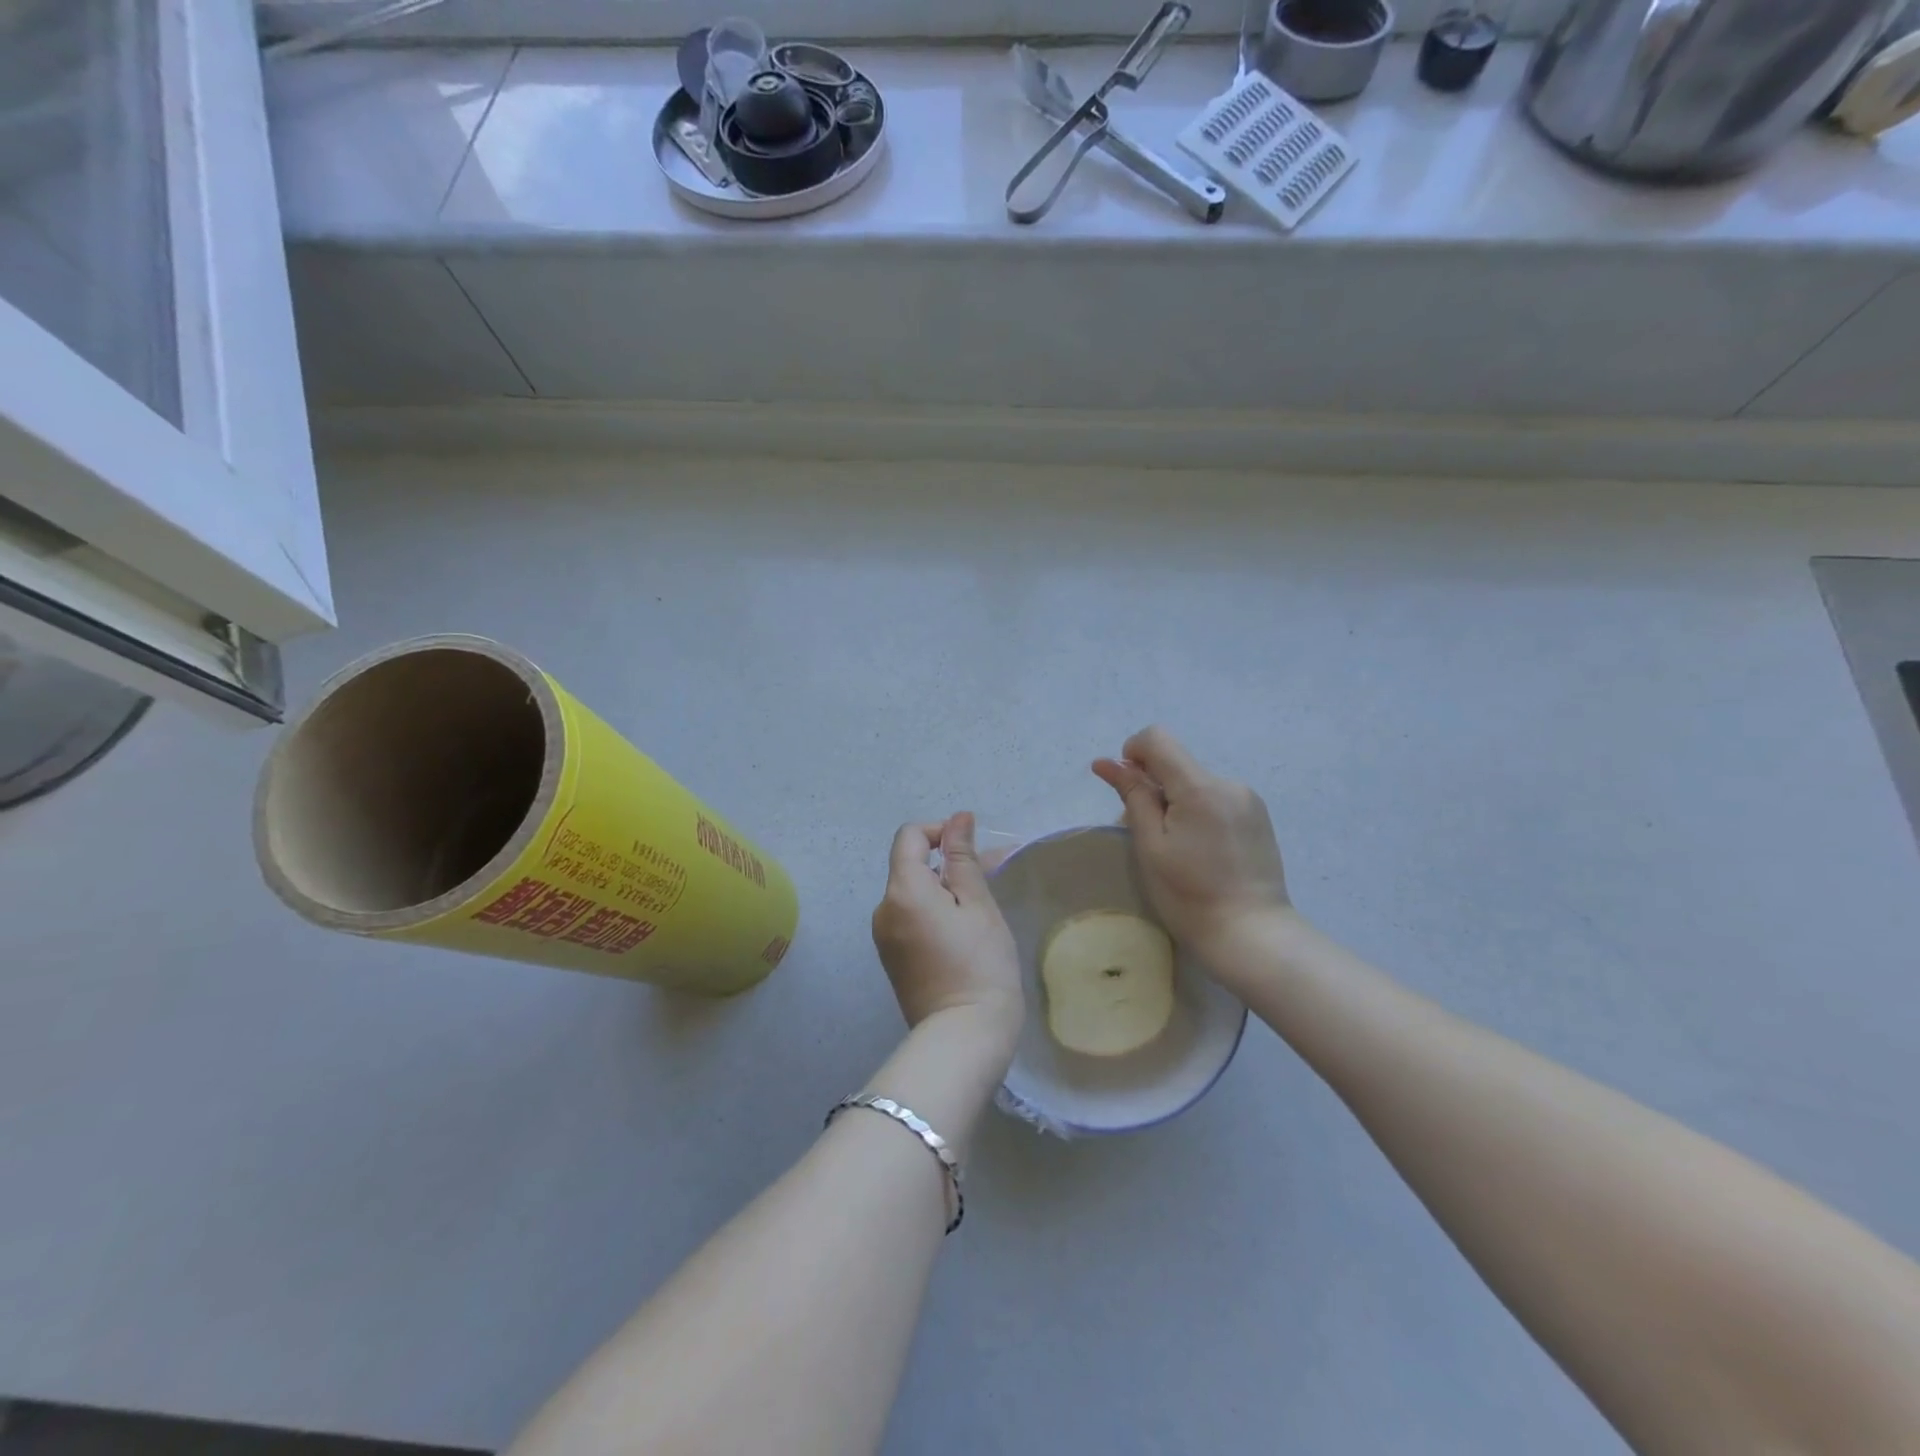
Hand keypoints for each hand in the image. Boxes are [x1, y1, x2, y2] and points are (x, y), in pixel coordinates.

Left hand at [871, 812, 1022, 1041]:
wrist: (964, 1037)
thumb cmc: (980, 964)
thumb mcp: (978, 905)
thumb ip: (963, 858)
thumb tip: (958, 818)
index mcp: (902, 890)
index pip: (909, 836)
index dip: (940, 832)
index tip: (972, 850)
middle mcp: (883, 909)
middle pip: (910, 866)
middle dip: (947, 865)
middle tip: (989, 880)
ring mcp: (883, 937)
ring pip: (912, 894)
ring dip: (943, 890)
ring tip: (981, 909)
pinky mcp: (892, 959)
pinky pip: (909, 919)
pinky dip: (933, 913)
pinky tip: (963, 933)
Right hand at [1092, 726, 1292, 960]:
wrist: (1252, 935)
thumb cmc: (1190, 896)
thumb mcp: (1151, 846)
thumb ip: (1132, 796)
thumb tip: (1107, 763)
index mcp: (1200, 787)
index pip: (1157, 738)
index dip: (1132, 754)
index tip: (1127, 790)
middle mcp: (1228, 782)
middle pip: (1176, 764)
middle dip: (1153, 787)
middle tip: (1148, 835)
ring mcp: (1248, 799)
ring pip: (1195, 783)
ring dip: (1175, 802)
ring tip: (1177, 849)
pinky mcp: (1257, 817)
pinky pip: (1215, 798)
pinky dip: (1197, 812)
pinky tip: (1201, 851)